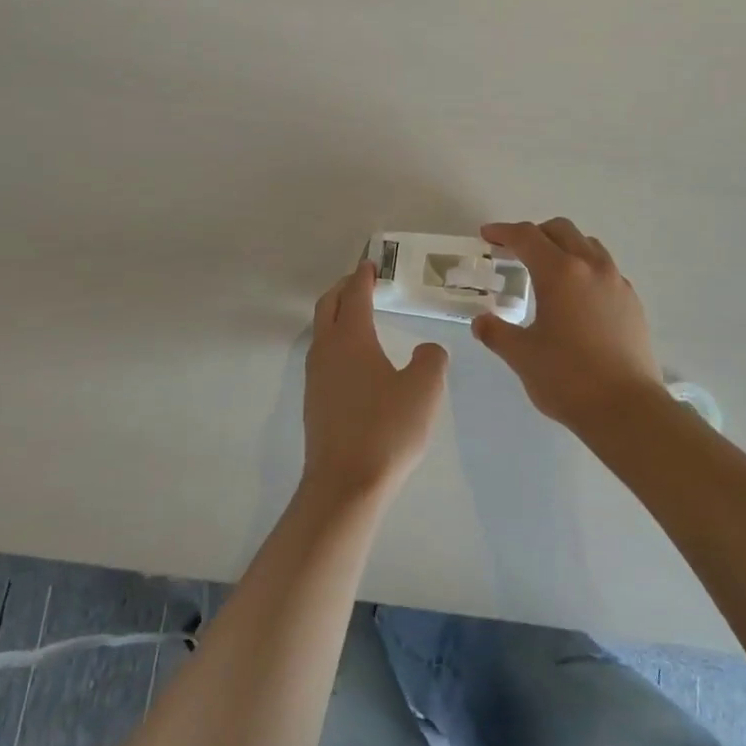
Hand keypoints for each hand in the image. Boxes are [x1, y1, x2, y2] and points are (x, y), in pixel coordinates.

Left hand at [302, 260, 448, 501]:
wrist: (345, 482)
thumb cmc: (387, 429)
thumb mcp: (424, 389)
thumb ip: (431, 359)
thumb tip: (428, 350)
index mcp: (351, 338)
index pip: (355, 294)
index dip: (363, 276)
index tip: (370, 263)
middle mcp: (326, 350)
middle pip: (328, 306)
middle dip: (344, 288)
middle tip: (362, 281)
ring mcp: (315, 376)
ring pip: (322, 331)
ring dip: (337, 314)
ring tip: (359, 315)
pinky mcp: (314, 400)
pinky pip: (323, 355)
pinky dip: (337, 340)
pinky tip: (355, 359)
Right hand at [473, 219, 664, 428]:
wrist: (626, 408)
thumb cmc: (567, 378)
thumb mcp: (521, 356)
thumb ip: (496, 333)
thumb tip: (481, 322)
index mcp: (560, 273)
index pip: (527, 237)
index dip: (504, 232)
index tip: (487, 236)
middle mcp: (592, 267)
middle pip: (561, 230)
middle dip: (535, 233)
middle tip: (514, 251)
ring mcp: (617, 283)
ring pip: (588, 246)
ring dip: (563, 247)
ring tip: (547, 271)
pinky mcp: (633, 303)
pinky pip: (605, 270)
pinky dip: (585, 269)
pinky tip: (576, 299)